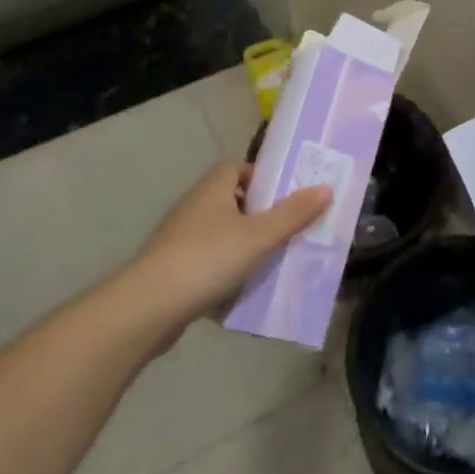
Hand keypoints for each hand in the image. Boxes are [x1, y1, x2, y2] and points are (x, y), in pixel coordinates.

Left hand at [129, 160, 331, 328]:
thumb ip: (293, 214)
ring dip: (242, 242)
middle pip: (230, 198)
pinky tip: (242, 287)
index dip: (260, 175)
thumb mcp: (259, 236)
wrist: (148, 307)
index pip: (236, 166)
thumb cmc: (207, 259)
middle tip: (287, 228)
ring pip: (219, 231)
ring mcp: (179, 238)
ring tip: (272, 259)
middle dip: (258, 211)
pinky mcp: (172, 268)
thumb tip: (326, 188)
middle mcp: (194, 206)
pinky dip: (225, 268)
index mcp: (213, 189)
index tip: (284, 194)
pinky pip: (206, 260)